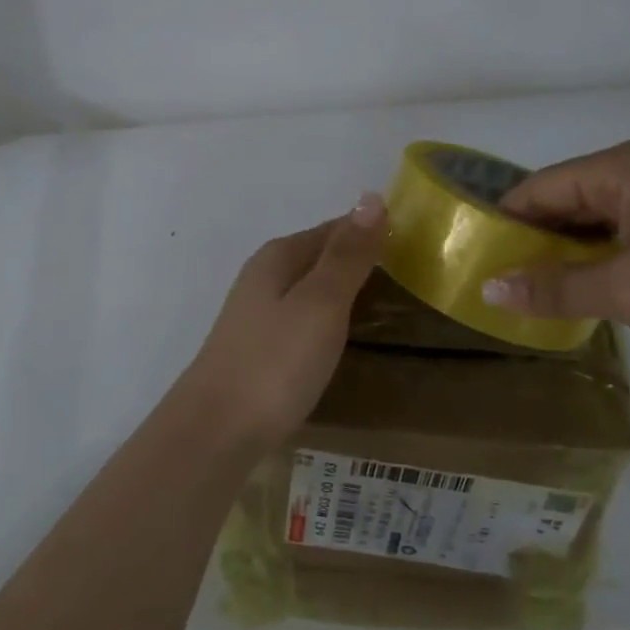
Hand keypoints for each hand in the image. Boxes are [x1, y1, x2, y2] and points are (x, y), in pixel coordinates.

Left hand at [178, 194, 386, 448]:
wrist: (217, 431)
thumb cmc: (276, 361)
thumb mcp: (321, 303)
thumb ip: (347, 255)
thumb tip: (371, 197)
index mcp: (278, 257)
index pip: (334, 229)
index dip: (370, 233)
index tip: (413, 246)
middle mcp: (263, 277)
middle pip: (319, 258)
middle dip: (358, 263)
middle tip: (409, 279)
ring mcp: (256, 315)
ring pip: (309, 291)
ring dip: (343, 293)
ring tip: (385, 308)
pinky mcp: (257, 350)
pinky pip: (302, 320)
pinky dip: (327, 321)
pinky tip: (341, 339)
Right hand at [482, 136, 629, 371]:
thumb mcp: (625, 289)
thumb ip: (552, 288)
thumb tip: (487, 291)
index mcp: (626, 164)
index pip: (542, 186)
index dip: (505, 221)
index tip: (475, 259)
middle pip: (569, 199)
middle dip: (535, 240)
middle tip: (500, 281)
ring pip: (599, 221)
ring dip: (569, 254)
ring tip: (535, 291)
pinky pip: (629, 236)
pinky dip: (603, 261)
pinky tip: (588, 291)